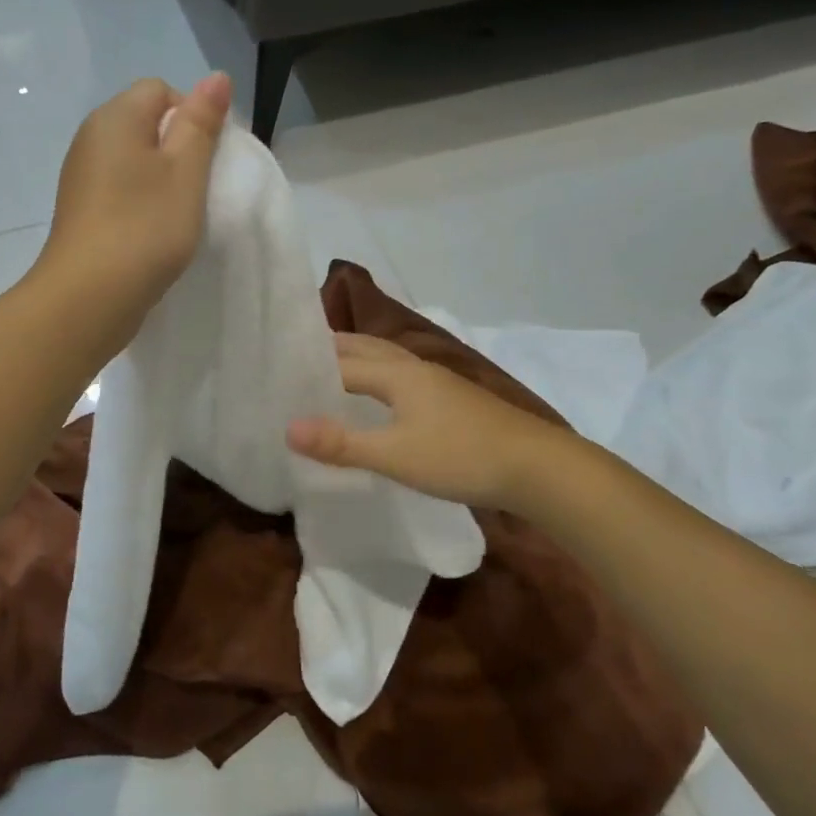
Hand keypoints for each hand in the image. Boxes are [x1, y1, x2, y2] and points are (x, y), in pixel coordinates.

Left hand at [34, 73, 230, 346]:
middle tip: (197, 190)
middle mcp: (91, 139)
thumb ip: (201, 123)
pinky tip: (152, 234)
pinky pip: (120, 192)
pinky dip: (141, 205)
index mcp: (114, 117)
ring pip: (134, 162)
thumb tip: (215, 77)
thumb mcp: (185, 172)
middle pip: (145, 125)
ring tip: (177, 216)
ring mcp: (81, 178)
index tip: (207, 160)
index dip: (192, 116)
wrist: (88, 298)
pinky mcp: (81, 213)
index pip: (160, 91)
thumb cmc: (144, 228)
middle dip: (178, 151)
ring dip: (162, 182)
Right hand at [286, 333, 557, 509]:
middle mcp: (416, 368)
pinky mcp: (454, 401)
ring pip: (388, 360)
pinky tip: (380, 400)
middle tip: (296, 359)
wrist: (538, 468)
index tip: (277, 371)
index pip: (342, 361)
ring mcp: (439, 383)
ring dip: (358, 360)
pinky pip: (403, 378)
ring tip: (331, 372)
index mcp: (398, 373)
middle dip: (332, 348)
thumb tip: (287, 428)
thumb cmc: (461, 457)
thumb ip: (341, 443)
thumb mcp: (394, 455)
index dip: (309, 366)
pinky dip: (378, 378)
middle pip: (366, 347)